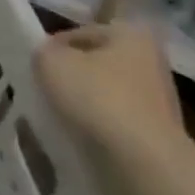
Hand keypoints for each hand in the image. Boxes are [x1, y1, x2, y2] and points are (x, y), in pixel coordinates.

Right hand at [34, 21, 187, 161]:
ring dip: (83, 101)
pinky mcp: (157, 132)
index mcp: (130, 34)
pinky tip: (79, 134)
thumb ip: (43, 51)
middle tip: (44, 88)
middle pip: (95, 63)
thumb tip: (48, 57)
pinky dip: (97, 125)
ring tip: (57, 114)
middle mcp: (151, 60)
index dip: (52, 48)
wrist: (144, 161)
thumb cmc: (97, 97)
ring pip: (105, 92)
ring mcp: (159, 99)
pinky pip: (116, 120)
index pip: (79, 34)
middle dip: (71, 75)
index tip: (35, 67)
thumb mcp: (50, 61)